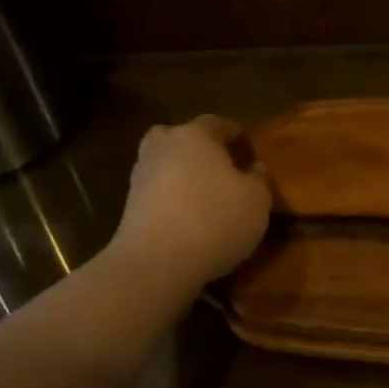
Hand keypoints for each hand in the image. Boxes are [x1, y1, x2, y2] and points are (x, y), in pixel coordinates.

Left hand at [113, 115, 272, 287]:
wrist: (155, 264)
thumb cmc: (215, 219)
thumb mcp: (258, 199)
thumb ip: (260, 178)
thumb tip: (253, 169)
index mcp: (195, 135)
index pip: (218, 123)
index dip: (236, 136)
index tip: (250, 153)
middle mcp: (163, 148)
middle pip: (180, 138)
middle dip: (198, 150)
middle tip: (220, 170)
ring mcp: (141, 178)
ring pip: (165, 166)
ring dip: (182, 176)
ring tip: (206, 199)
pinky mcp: (129, 208)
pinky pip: (157, 194)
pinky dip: (171, 201)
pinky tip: (189, 220)